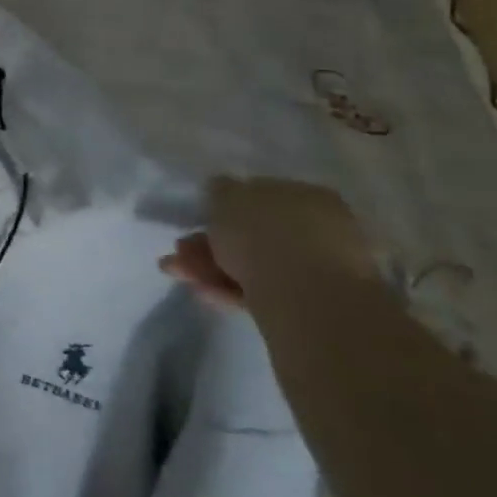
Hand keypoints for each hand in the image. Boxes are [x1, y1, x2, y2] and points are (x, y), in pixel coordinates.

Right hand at [160, 176, 373, 308]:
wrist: (306, 297)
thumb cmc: (265, 233)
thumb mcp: (227, 197)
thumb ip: (221, 190)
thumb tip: (221, 188)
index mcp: (308, 196)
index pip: (262, 196)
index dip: (224, 207)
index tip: (196, 220)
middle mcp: (319, 230)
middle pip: (254, 234)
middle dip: (210, 242)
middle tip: (180, 250)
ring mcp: (317, 271)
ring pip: (253, 264)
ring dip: (211, 266)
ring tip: (178, 272)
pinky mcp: (308, 307)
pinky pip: (261, 291)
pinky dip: (229, 289)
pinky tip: (202, 292)